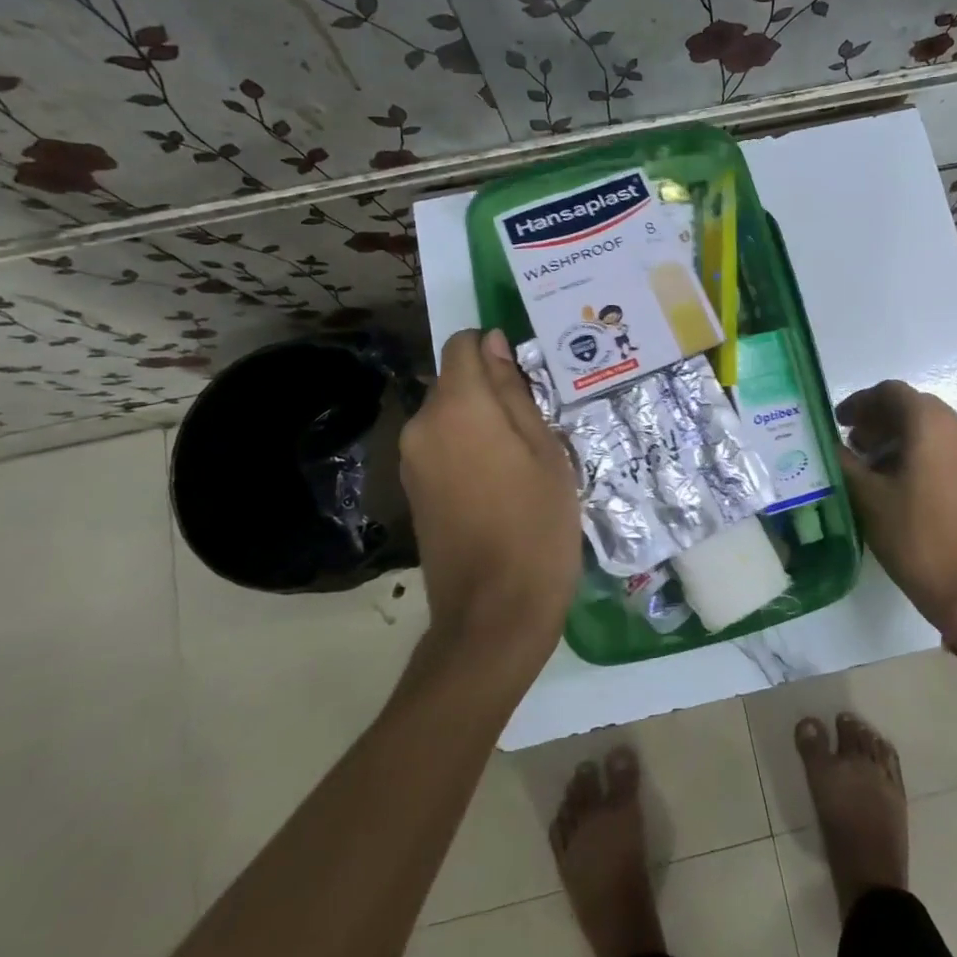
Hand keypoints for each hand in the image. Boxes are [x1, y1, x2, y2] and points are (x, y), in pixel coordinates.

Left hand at [399, 328, 580, 660]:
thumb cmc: (537, 525)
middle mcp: (422, 425)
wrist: (494, 612)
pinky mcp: (413, 490)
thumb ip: (514, 392)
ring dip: (481, 422)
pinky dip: (468, 448)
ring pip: (449, 415)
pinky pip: (441, 447)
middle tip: (538, 421)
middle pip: (455, 382)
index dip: (494, 348)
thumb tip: (493, 343)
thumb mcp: (545, 451)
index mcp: (457, 407)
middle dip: (491, 389)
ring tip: (524, 456)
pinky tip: (501, 482)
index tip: (528, 375)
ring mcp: (411, 460)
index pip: (463, 345)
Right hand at [836, 381, 956, 629]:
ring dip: (899, 436)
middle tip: (853, 443)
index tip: (839, 422)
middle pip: (913, 406)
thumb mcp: (867, 497)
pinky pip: (946, 448)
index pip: (891, 392)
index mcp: (931, 425)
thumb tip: (831, 446)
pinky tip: (900, 482)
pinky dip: (920, 452)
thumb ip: (845, 463)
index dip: (861, 402)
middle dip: (879, 419)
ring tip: (872, 464)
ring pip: (931, 428)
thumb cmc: (914, 536)